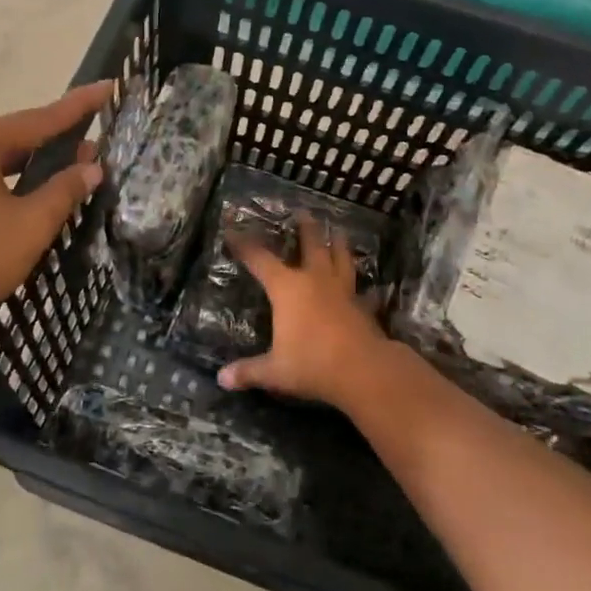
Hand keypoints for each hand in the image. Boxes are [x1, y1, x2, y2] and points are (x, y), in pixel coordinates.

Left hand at [0, 82, 113, 335]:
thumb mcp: (31, 225)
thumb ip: (64, 191)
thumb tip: (91, 167)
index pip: (40, 118)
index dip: (78, 106)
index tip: (106, 87)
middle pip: (14, 138)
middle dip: (55, 142)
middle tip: (92, 149)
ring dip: (30, 167)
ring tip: (63, 175)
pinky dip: (7, 184)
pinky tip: (21, 201)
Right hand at [217, 214, 390, 404]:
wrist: (363, 371)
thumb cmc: (312, 364)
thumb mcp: (274, 371)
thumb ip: (249, 371)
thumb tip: (222, 379)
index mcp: (287, 288)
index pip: (260, 259)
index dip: (244, 245)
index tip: (233, 231)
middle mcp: (315, 281)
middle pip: (311, 245)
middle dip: (306, 228)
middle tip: (304, 212)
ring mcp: (343, 291)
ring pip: (342, 259)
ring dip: (340, 244)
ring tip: (339, 231)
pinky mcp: (363, 307)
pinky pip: (363, 292)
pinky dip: (364, 289)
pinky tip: (368, 289)